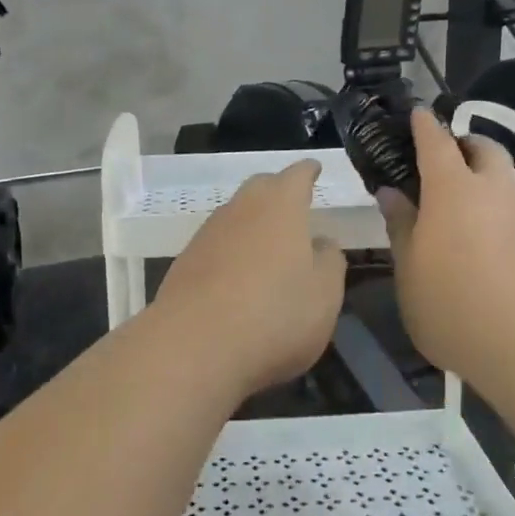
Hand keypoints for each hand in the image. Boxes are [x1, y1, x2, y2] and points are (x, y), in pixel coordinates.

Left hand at [151, 160, 347, 398]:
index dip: (308, 172)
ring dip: (253, 224)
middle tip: (294, 206)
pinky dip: (232, 251)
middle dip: (278, 192)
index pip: (297, 175)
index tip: (314, 169)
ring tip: (269, 245)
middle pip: (261, 188)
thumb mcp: (325, 294)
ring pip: (236, 215)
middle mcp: (241, 208)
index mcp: (281, 205)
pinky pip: (217, 245)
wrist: (194, 345)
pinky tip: (239, 276)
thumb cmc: (275, 314)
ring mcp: (207, 234)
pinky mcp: (185, 262)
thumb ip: (329, 262)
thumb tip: (322, 243)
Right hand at [379, 108, 514, 380]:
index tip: (416, 113)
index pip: (436, 142)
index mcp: (453, 190)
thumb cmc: (452, 307)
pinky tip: (491, 238)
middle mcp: (494, 189)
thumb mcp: (409, 270)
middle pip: (483, 148)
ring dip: (486, 176)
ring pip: (507, 176)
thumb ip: (401, 224)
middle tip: (444, 161)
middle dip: (464, 145)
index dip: (424, 125)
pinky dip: (502, 206)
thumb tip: (391, 192)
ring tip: (467, 204)